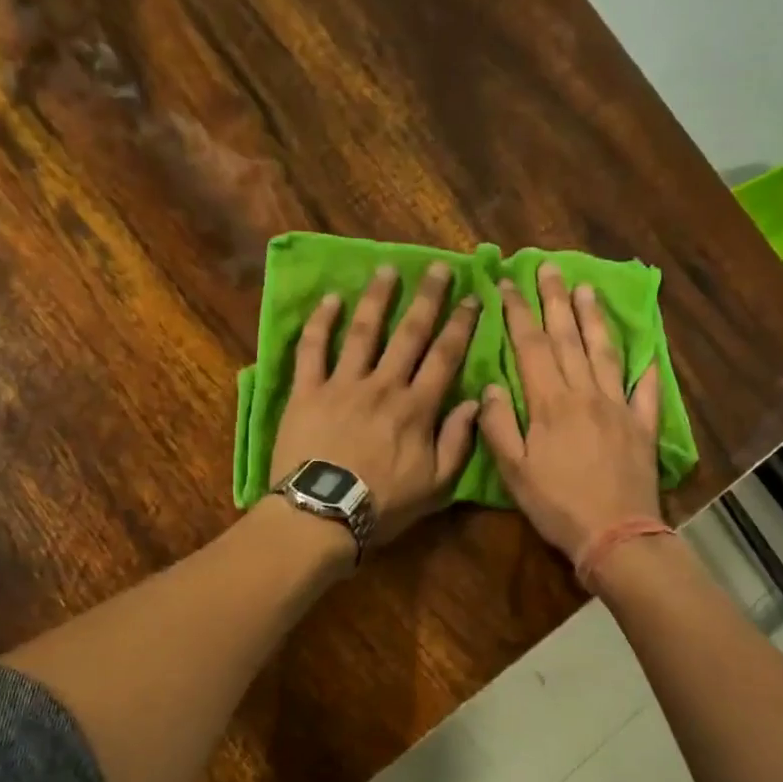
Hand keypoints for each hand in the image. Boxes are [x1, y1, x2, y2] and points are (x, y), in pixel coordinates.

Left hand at [270, 262, 481, 548]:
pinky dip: (320, 322)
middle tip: (438, 268)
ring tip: (387, 269)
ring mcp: (342, 384)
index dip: (460, 325)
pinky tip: (330, 299)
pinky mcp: (307, 391)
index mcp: (417, 408)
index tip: (471, 298)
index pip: (444, 357)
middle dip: (427, 298)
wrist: (323, 513)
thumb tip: (476, 401)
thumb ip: (458, 442)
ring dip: (377, 298)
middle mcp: (383, 385)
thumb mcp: (436, 485)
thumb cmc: (383, 505)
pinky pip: (312, 349)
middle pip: (409, 334)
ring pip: (363, 331)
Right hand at [479, 264, 661, 562]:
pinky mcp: (643, 427)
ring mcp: (619, 408)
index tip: (508, 284)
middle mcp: (586, 394)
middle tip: (549, 267)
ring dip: (595, 319)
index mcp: (550, 403)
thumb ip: (500, 426)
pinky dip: (646, 370)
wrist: (614, 534)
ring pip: (606, 353)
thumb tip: (490, 386)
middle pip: (568, 339)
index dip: (518, 313)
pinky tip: (647, 353)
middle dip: (555, 301)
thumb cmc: (557, 505)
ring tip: (588, 289)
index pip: (531, 347)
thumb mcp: (514, 471)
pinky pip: (646, 391)